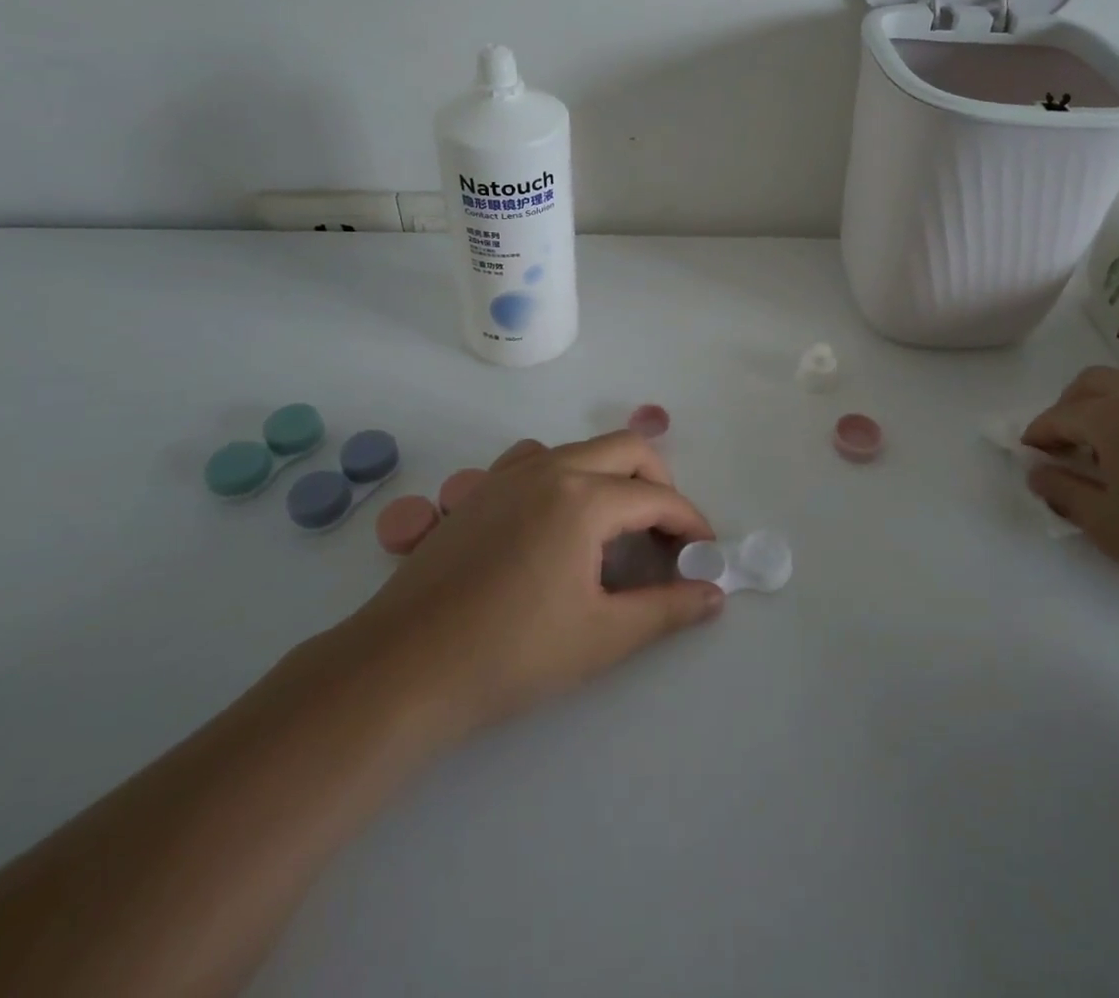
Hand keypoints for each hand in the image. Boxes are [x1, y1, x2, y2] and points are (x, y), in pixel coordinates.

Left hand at [337, 431, 722, 738]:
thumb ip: (667, 609)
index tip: (704, 553)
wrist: (403, 670)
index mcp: (583, 497)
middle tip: (667, 533)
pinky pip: (536, 461)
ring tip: (616, 525)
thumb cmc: (511, 654)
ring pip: (580, 449)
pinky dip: (566, 476)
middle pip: (626, 448)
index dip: (690, 522)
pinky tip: (557, 522)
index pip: (657, 496)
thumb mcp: (602, 636)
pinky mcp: (478, 491)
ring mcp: (507, 474)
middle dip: (659, 483)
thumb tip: (714, 595)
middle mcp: (549, 469)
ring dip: (612, 474)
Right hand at [1023, 367, 1118, 636]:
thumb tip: (1039, 471)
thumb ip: (1064, 492)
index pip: (1060, 415)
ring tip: (1114, 451)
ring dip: (1112, 408)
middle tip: (1066, 447)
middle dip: (1070, 409)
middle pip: (1095, 384)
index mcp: (1117, 417)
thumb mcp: (1109, 528)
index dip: (1038, 434)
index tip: (1031, 457)